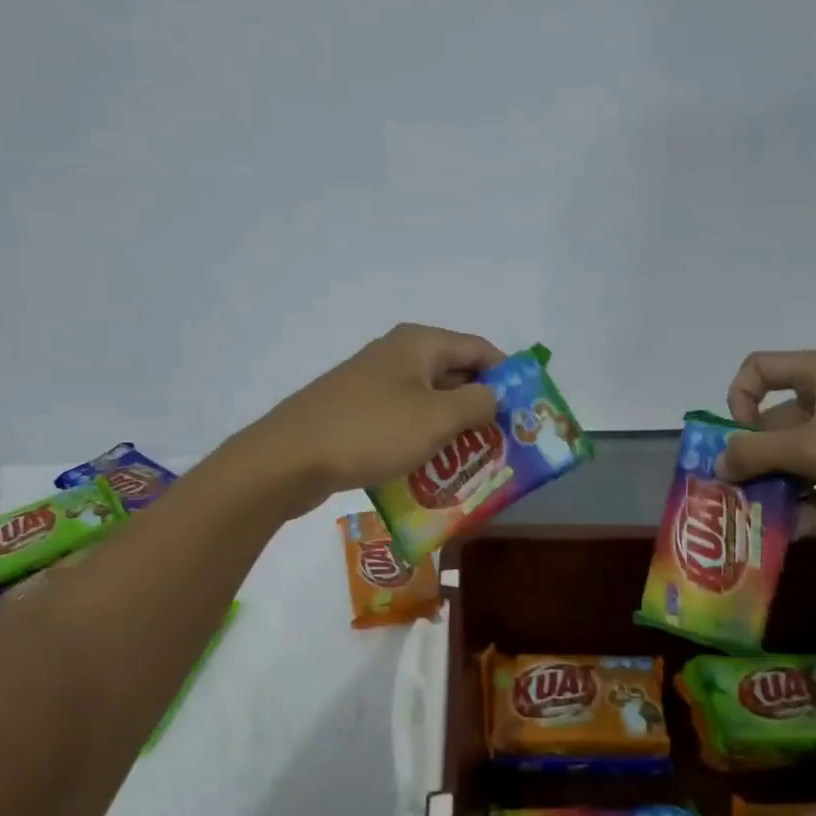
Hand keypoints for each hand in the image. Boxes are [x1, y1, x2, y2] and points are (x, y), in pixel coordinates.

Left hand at [244, 323, 506, 510]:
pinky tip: (430, 471)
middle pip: (454, 374)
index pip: (479, 349)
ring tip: (473, 462)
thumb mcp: (437, 417)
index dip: (508, 376)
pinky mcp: (356, 413)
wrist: (289, 458)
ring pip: (428, 402)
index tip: (526, 411)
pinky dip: (422, 440)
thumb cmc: (372, 431)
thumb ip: (477, 403)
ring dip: (453, 429)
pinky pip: (403, 421)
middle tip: (504, 443)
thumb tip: (495, 396)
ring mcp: (373, 384)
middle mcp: (397, 356)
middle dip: (481, 407)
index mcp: (419, 344)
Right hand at [718, 349, 815, 544]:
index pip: (759, 369)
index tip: (740, 437)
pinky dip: (806, 506)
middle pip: (773, 423)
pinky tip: (790, 532)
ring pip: (796, 459)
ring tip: (755, 518)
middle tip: (732, 494)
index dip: (739, 399)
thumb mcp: (813, 446)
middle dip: (752, 459)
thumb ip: (756, 453)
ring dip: (774, 487)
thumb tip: (718, 463)